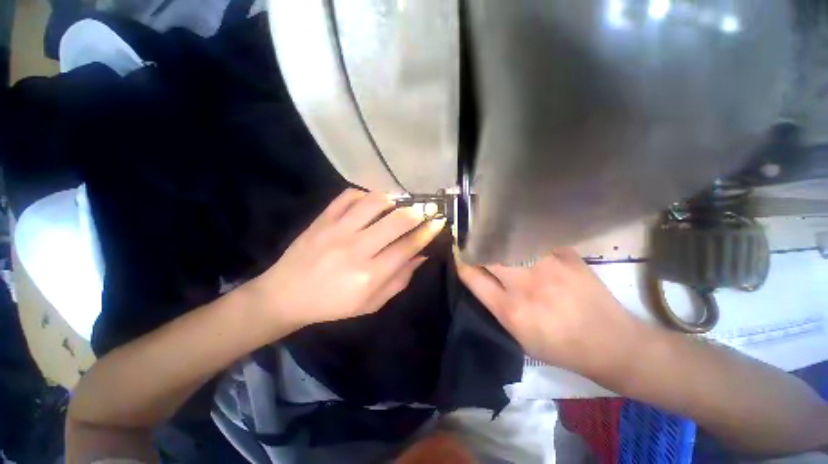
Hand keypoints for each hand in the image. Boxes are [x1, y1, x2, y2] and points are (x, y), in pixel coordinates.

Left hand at [248, 189, 445, 331]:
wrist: (286, 295)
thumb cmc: (333, 304)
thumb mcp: (372, 303)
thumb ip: (400, 279)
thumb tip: (421, 255)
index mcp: (369, 275)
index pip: (408, 246)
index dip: (427, 232)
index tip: (439, 222)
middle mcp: (356, 249)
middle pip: (396, 221)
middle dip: (419, 212)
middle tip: (428, 209)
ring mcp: (337, 230)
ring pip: (374, 202)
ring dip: (394, 200)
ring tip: (400, 204)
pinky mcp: (322, 219)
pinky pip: (348, 196)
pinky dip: (365, 195)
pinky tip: (372, 201)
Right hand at [456, 248, 644, 379]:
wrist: (611, 343)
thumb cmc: (561, 347)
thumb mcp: (520, 337)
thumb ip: (497, 307)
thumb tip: (481, 280)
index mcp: (511, 310)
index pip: (473, 278)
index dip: (462, 265)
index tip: (460, 257)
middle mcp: (525, 284)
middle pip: (489, 255)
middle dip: (478, 249)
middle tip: (477, 246)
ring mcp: (547, 266)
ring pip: (510, 243)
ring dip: (500, 242)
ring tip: (499, 239)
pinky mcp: (566, 257)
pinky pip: (537, 241)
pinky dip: (528, 241)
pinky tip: (528, 242)